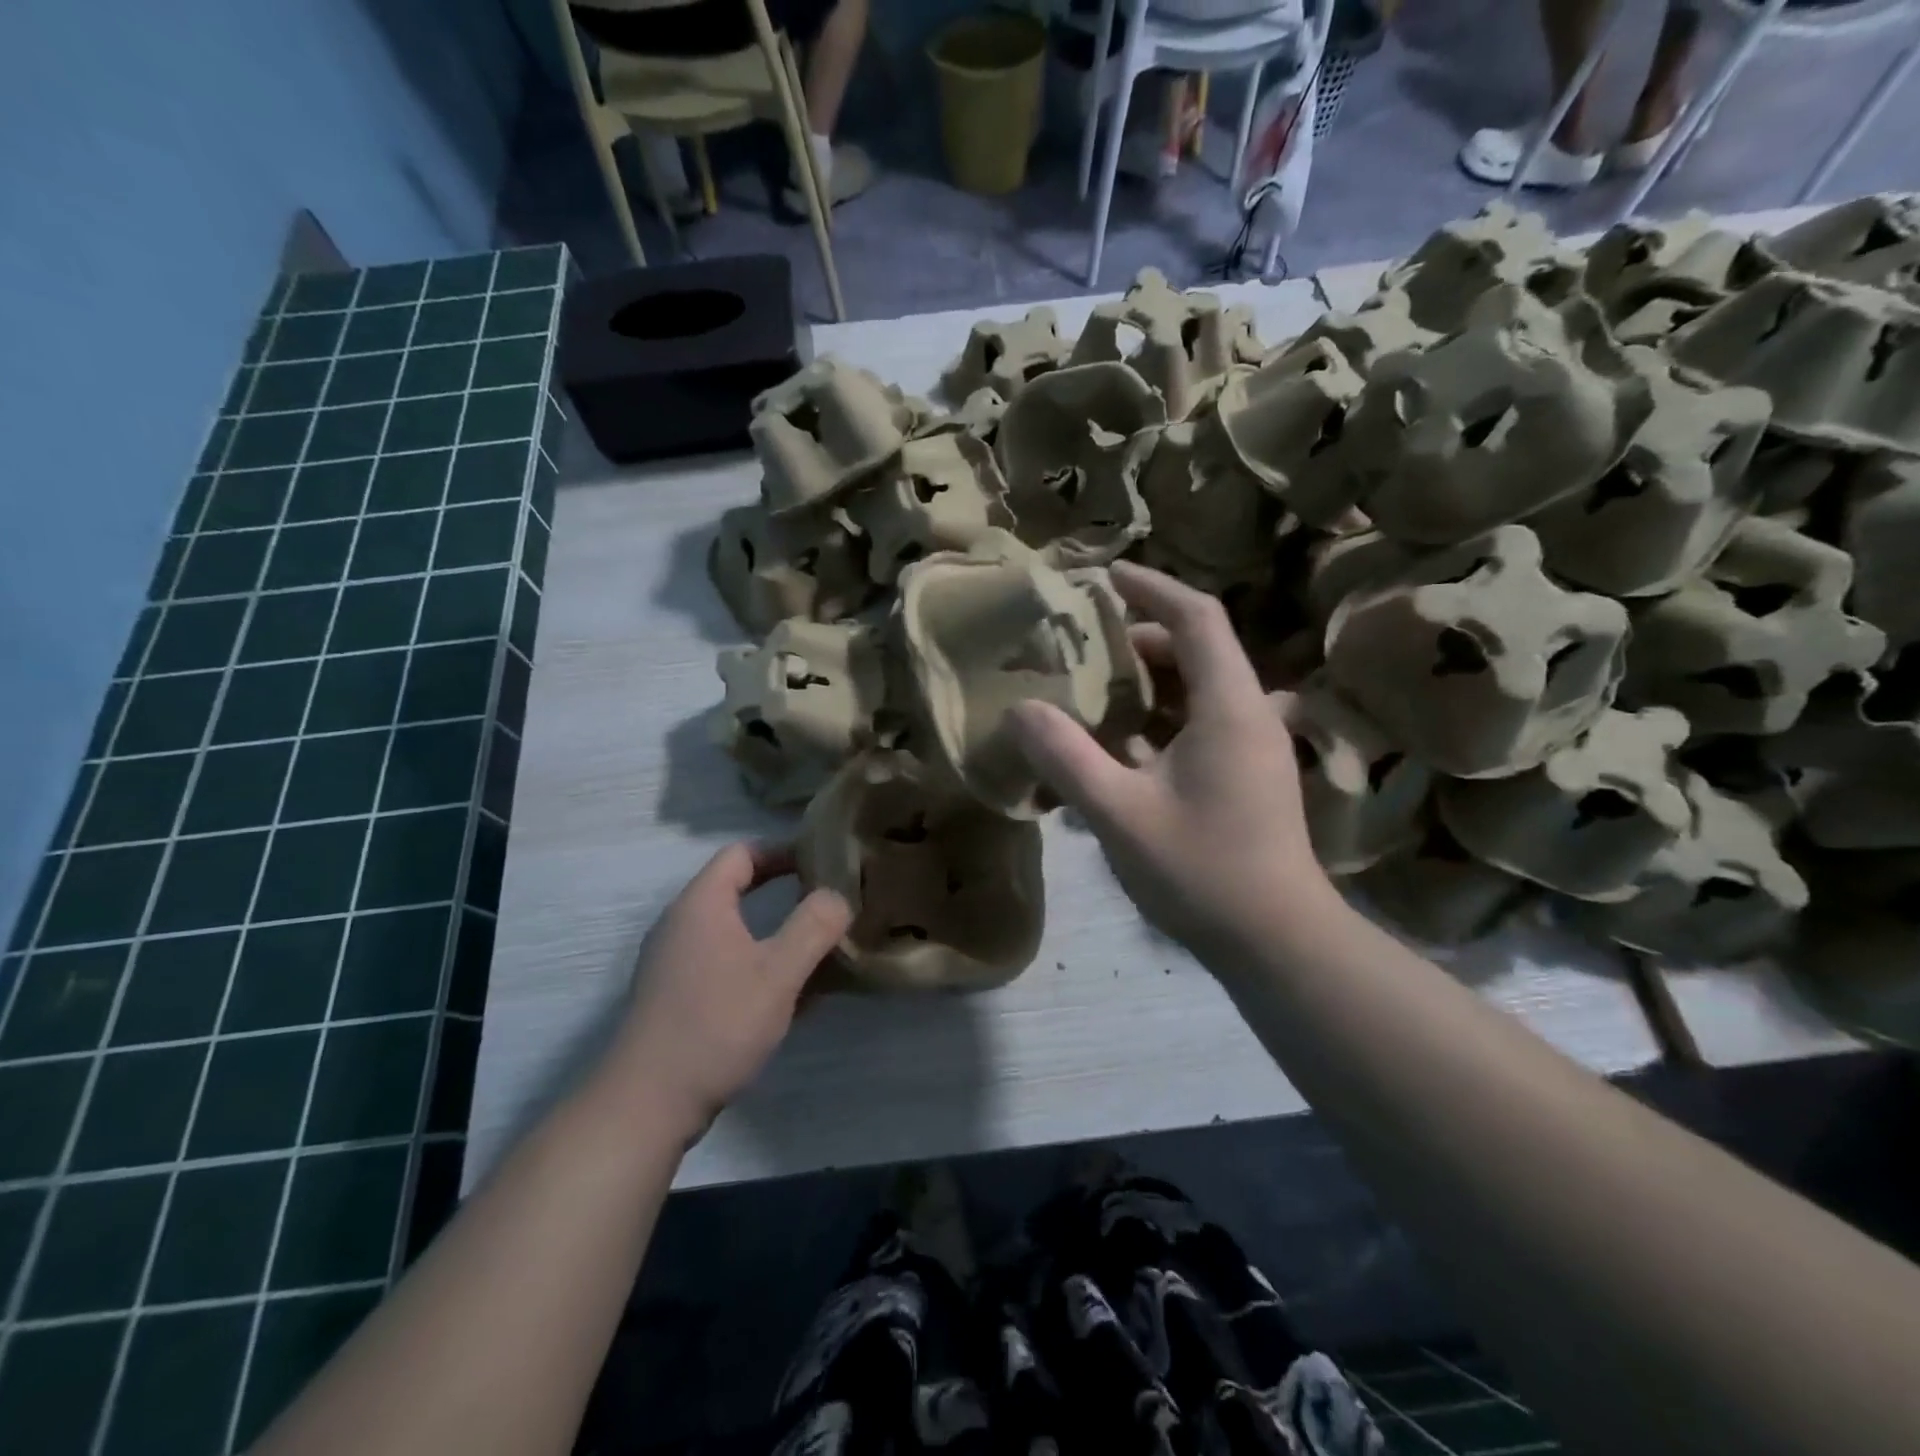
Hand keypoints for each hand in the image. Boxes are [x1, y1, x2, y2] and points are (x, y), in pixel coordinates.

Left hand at [608, 843, 850, 1134]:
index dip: (784, 851)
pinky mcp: (676, 997)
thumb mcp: (778, 973)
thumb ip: (813, 926)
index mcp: (701, 904)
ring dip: (774, 933)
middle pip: (737, 888)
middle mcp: (682, 924)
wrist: (648, 1104)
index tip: (823, 864)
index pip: (742, 853)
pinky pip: (724, 963)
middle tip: (826, 902)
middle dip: (784, 891)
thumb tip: (836, 896)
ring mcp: (675, 962)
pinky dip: (757, 964)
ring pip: (733, 930)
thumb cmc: (717, 1024)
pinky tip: (789, 996)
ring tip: (817, 949)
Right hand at [1010, 563, 1337, 964]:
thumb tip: (1020, 710)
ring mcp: (1252, 749)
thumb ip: (1066, 757)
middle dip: (1138, 640)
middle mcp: (1249, 715)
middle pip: (1196, 651)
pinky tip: (1118, 747)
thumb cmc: (1202, 871)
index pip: (1196, 618)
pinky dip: (1158, 721)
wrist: (1278, 943)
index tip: (1106, 576)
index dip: (1152, 588)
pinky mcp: (1246, 778)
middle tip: (1081, 648)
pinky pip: (1199, 726)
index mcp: (1229, 707)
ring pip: (1197, 691)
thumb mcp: (1119, 814)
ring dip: (1147, 683)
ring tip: (1091, 692)